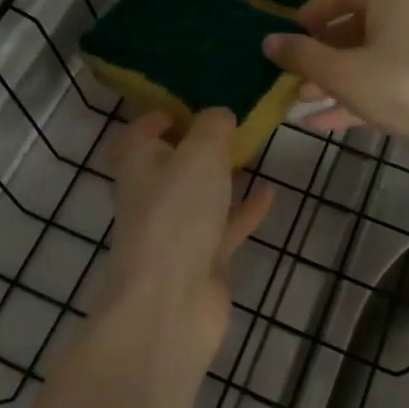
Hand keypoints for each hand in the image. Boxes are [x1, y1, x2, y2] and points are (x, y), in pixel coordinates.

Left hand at [102, 109, 273, 353]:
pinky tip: (270, 193)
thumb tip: (218, 114)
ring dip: (222, 176)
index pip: (138, 133)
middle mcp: (152, 195)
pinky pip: (224, 226)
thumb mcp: (199, 153)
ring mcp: (176, 231)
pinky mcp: (201, 259)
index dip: (158, 116)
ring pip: (199, 195)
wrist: (173, 303)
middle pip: (170, 164)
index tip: (189, 104)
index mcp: (138, 164)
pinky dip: (244, 209)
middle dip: (197, 145)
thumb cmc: (177, 214)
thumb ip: (212, 126)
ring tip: (253, 151)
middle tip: (230, 125)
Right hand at [262, 0, 408, 150]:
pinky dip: (355, 99)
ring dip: (334, 79)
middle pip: (355, 30)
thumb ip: (302, 56)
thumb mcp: (342, 73)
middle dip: (320, 53)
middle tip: (292, 72)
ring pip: (368, 62)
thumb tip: (268, 40)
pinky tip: (323, 122)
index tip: (291, 32)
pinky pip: (384, 86)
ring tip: (300, 100)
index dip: (314, 10)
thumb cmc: (402, 87)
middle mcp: (408, 22)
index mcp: (389, 5)